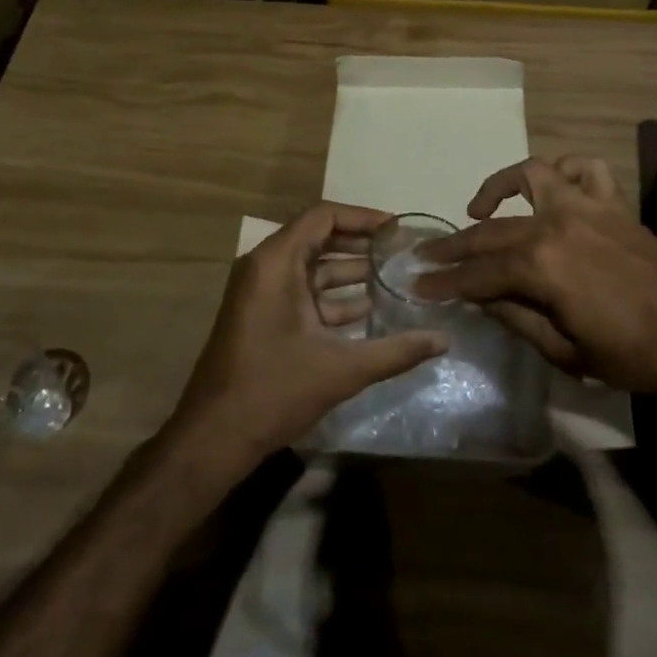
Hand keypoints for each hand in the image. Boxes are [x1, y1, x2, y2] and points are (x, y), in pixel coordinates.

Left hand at [170, 202, 447, 467]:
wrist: (213, 438)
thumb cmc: (274, 390)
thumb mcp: (341, 369)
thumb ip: (396, 351)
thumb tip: (443, 340)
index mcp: (276, 263)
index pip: (323, 217)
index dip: (362, 217)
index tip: (397, 229)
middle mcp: (265, 268)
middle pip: (318, 238)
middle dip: (361, 244)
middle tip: (401, 252)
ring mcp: (260, 293)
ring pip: (311, 268)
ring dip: (350, 271)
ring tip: (393, 278)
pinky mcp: (262, 316)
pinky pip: (302, 292)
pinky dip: (332, 297)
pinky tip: (368, 311)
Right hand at [415, 157, 656, 406]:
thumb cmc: (635, 357)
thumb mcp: (566, 353)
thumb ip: (517, 318)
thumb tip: (481, 298)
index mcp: (541, 266)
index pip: (478, 273)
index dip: (445, 282)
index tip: (416, 286)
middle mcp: (556, 223)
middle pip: (493, 230)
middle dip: (456, 245)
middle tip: (428, 256)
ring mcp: (586, 207)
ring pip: (531, 176)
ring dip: (500, 186)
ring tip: (481, 208)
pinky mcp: (613, 204)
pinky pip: (585, 170)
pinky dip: (564, 172)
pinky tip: (553, 189)